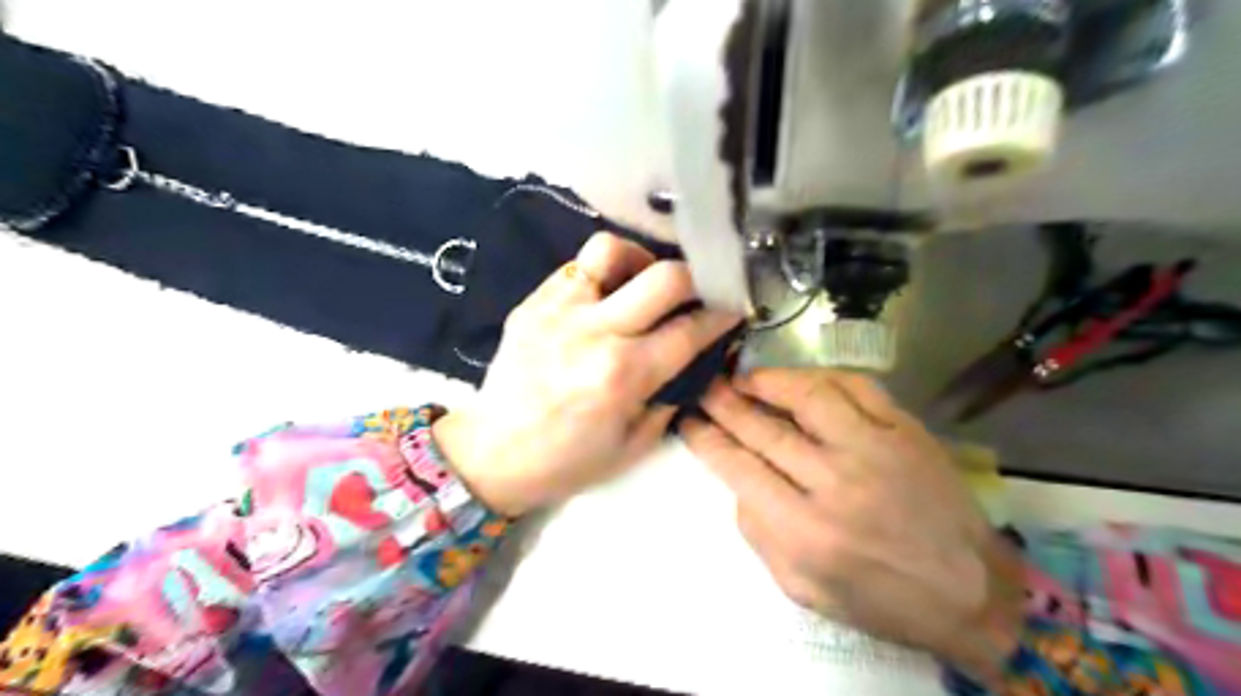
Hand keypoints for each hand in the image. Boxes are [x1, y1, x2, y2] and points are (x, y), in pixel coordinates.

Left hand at [432, 231, 734, 516]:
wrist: (492, 453)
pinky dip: (602, 273)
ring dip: (640, 259)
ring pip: (611, 250)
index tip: (733, 307)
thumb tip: (692, 360)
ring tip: (642, 282)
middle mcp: (596, 332)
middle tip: (698, 290)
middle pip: (664, 277)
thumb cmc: (567, 460)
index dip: (721, 314)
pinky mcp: (533, 302)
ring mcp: (560, 310)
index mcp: (624, 375)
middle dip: (696, 278)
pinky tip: (604, 295)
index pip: (690, 329)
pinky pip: (577, 266)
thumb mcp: (634, 445)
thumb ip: (669, 397)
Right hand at [682, 369, 1022, 685]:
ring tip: (744, 377)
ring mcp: (875, 449)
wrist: (970, 592)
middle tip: (703, 386)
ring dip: (768, 381)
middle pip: (764, 429)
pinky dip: (820, 376)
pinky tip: (799, 379)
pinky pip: (856, 387)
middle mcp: (835, 482)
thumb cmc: (879, 598)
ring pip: (808, 396)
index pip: (738, 468)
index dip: (705, 438)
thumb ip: (759, 534)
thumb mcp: (802, 587)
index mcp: (804, 530)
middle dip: (723, 403)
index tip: (687, 419)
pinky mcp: (906, 430)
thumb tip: (740, 483)